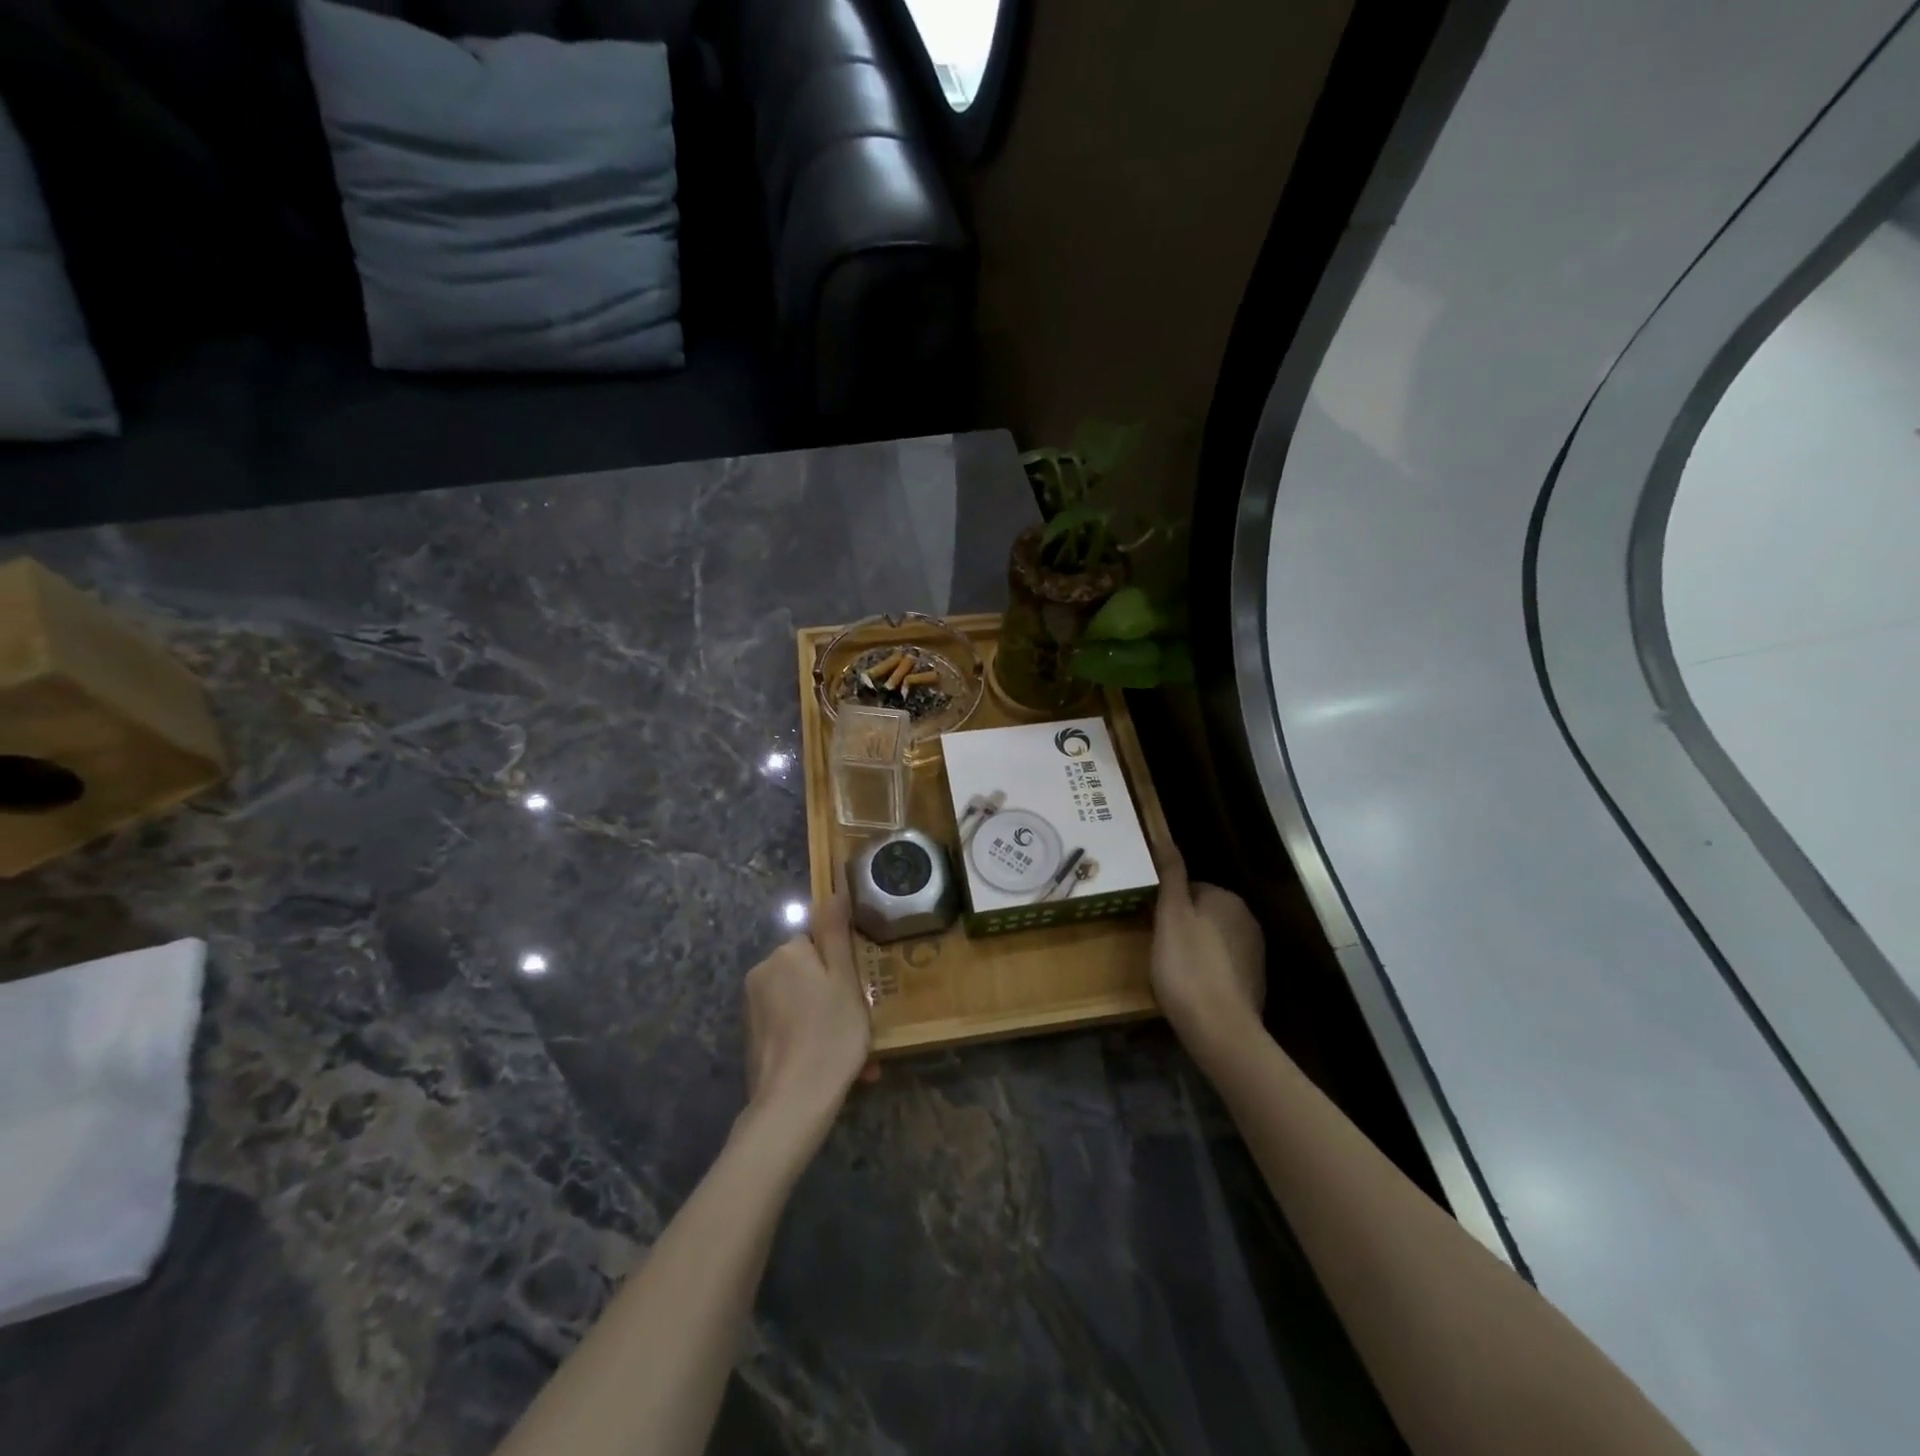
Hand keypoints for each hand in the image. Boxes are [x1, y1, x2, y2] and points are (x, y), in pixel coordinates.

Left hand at [742, 885, 872, 1132]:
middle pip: (809, 973)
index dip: (842, 966)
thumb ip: (835, 933)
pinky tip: (832, 1066)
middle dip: (834, 996)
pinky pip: (791, 1027)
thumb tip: (832, 890)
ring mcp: (754, 1008)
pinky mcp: (753, 1038)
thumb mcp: (844, 979)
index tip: (860, 992)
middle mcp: (762, 973)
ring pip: (802, 1003)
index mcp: (786, 953)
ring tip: (855, 1056)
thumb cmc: (829, 1034)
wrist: (792, 1103)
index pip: (819, 943)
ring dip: (827, 1021)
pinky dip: (811, 1039)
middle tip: (860, 1025)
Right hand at [1151, 846, 1264, 1064]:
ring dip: (1193, 948)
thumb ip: (1170, 874)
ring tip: (1171, 971)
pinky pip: (1221, 965)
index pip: (1189, 888)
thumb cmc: (1187, 966)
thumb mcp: (1170, 915)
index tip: (1149, 924)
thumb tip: (1164, 836)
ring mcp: (1254, 952)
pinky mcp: (1253, 981)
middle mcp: (1246, 919)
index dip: (1165, 905)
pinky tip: (1191, 988)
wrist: (1220, 1030)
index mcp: (1226, 898)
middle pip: (1202, 913)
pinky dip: (1206, 971)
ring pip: (1211, 939)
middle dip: (1181, 926)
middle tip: (1157, 948)